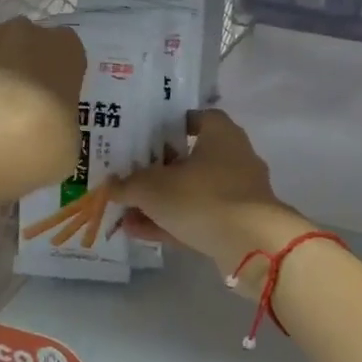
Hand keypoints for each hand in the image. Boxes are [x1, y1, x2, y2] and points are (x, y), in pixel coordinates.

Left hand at [0, 18, 85, 197]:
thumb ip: (60, 124)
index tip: (51, 101)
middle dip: (19, 66)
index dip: (57, 74)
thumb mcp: (68, 146)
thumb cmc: (39, 145)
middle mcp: (23, 32)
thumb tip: (45, 130)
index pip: (67, 49)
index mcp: (64, 50)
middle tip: (14, 107)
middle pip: (24, 41)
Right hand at [113, 110, 312, 279]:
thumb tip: (110, 187)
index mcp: (221, 134)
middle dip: (159, 171)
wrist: (251, 244)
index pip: (197, 118)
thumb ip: (129, 185)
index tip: (146, 138)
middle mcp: (235, 158)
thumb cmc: (201, 197)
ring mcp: (239, 194)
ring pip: (193, 193)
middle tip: (129, 179)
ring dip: (161, 203)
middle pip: (192, 159)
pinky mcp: (239, 224)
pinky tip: (140, 233)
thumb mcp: (153, 188)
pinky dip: (173, 223)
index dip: (171, 126)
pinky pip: (199, 219)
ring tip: (126, 214)